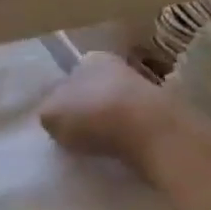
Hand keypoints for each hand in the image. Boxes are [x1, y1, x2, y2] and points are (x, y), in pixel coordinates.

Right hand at [37, 52, 178, 176]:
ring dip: (109, 123)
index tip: (61, 120)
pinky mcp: (162, 113)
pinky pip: (136, 124)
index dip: (64, 98)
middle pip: (95, 90)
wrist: (149, 132)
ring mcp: (144, 89)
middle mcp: (119, 67)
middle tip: (77, 134)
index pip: (72, 75)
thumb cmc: (92, 116)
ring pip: (117, 106)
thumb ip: (48, 112)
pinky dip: (128, 135)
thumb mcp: (50, 115)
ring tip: (99, 146)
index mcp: (91, 59)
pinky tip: (121, 150)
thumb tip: (53, 115)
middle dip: (88, 108)